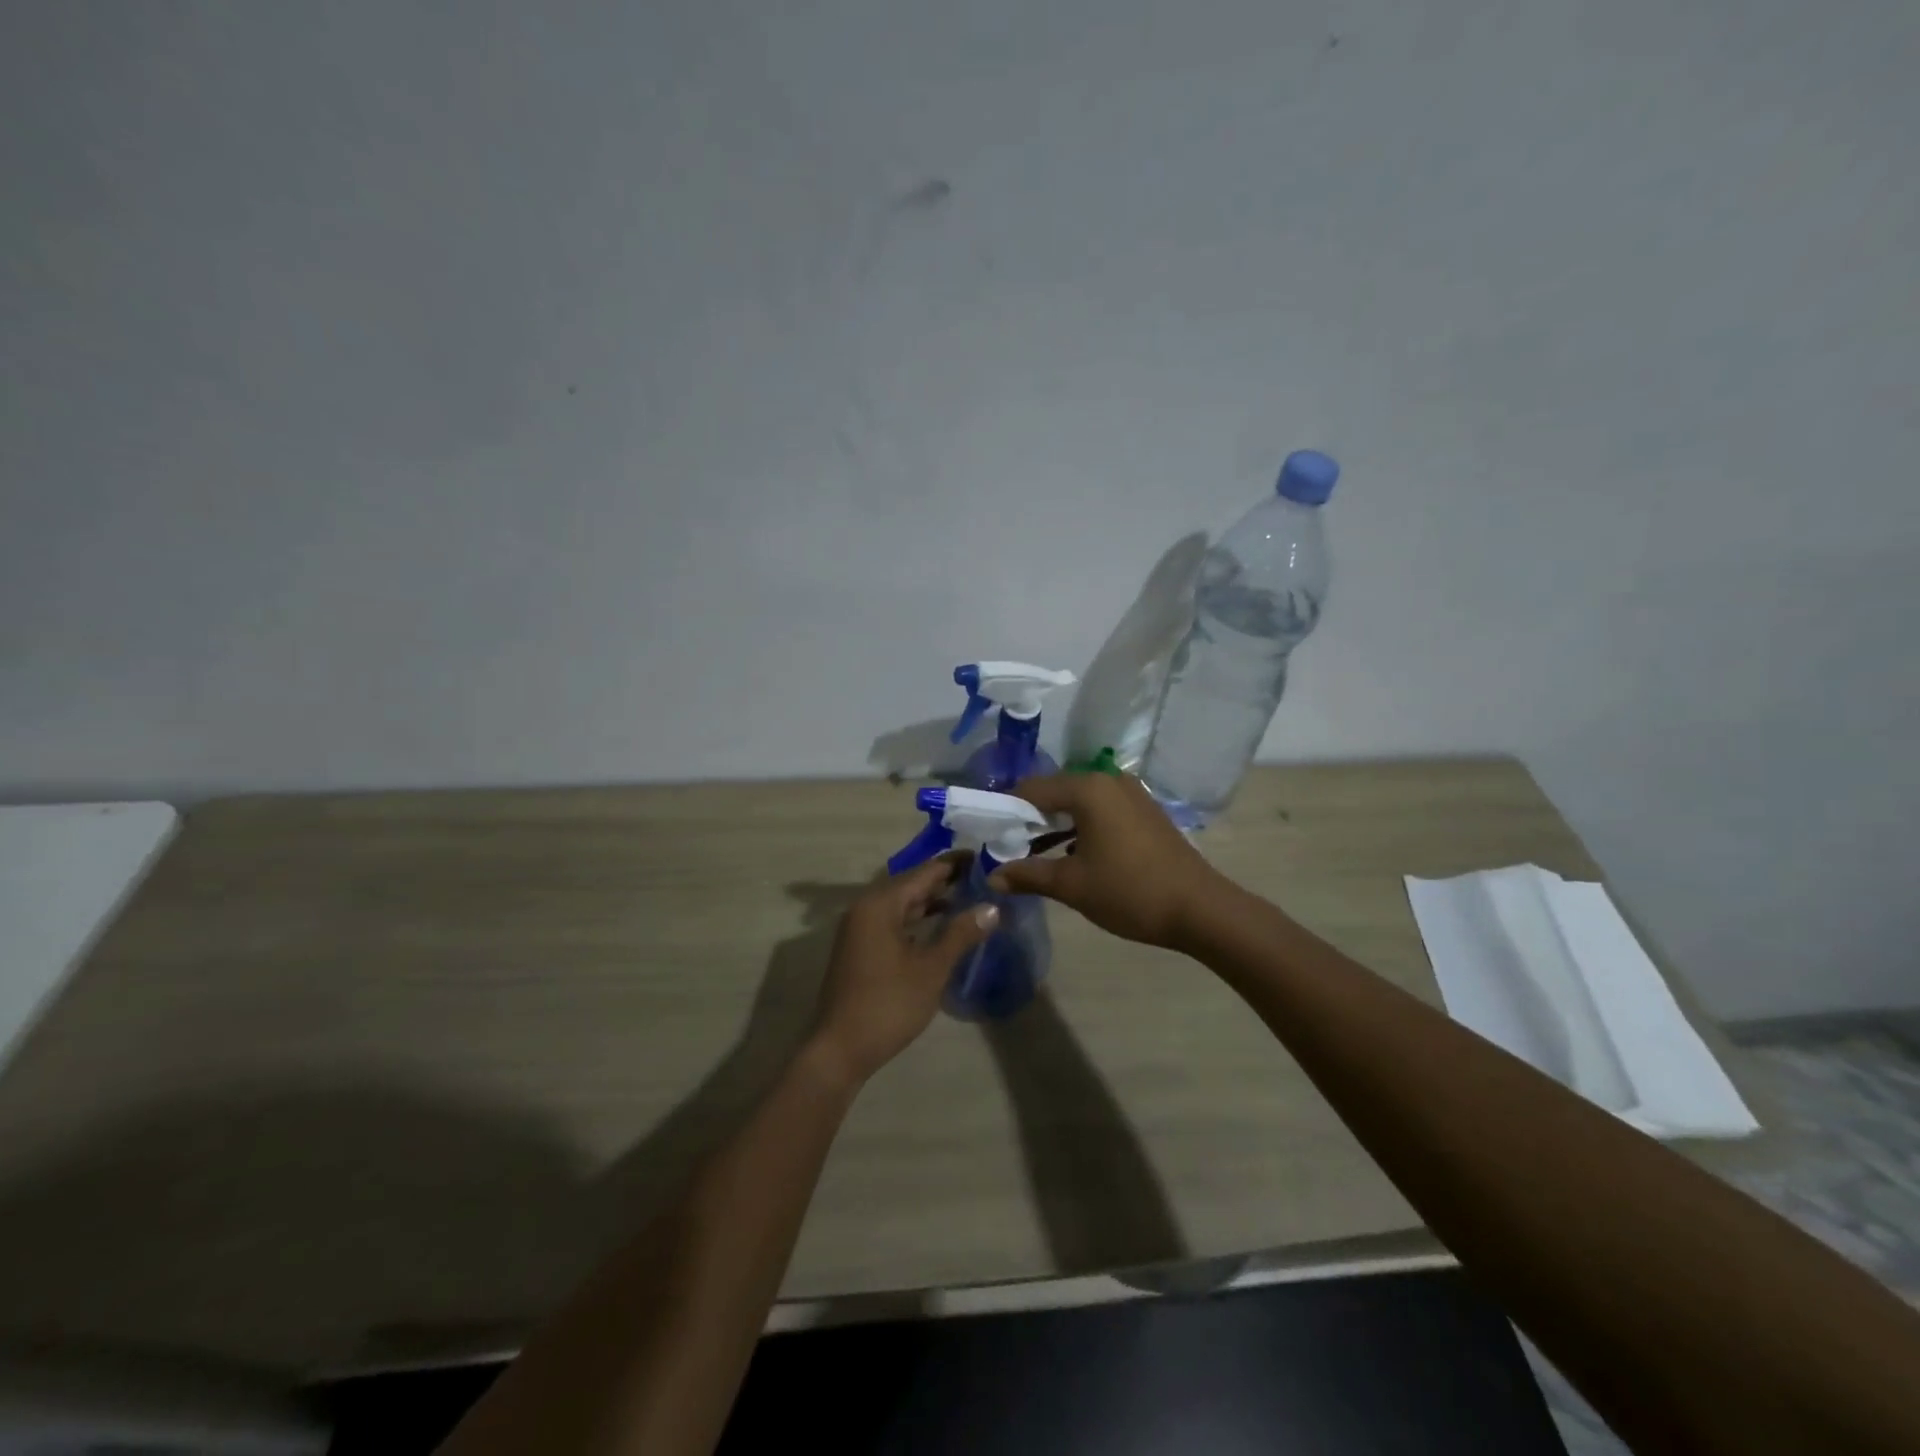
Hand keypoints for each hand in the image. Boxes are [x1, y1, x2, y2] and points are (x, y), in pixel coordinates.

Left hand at [809, 856, 998, 1085]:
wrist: (840, 1050)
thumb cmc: (888, 1005)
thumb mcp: (931, 969)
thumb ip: (960, 933)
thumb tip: (992, 907)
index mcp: (880, 904)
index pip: (925, 872)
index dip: (956, 864)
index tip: (986, 858)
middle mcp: (866, 908)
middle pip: (912, 884)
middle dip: (947, 881)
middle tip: (985, 878)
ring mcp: (861, 929)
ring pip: (903, 904)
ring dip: (933, 901)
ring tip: (971, 898)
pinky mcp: (861, 948)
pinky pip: (895, 921)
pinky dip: (919, 920)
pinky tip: (942, 926)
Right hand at [988, 772, 1227, 948]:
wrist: (1200, 909)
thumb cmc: (1129, 891)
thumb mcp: (1072, 885)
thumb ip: (1028, 875)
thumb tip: (992, 877)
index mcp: (1087, 789)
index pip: (1031, 790)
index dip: (1005, 811)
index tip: (990, 836)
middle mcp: (1108, 780)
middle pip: (1054, 792)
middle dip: (1029, 819)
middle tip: (1008, 847)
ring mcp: (1130, 794)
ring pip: (1078, 803)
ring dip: (1055, 825)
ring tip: (1033, 854)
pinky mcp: (1144, 811)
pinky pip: (1100, 811)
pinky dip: (1080, 828)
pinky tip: (1070, 855)